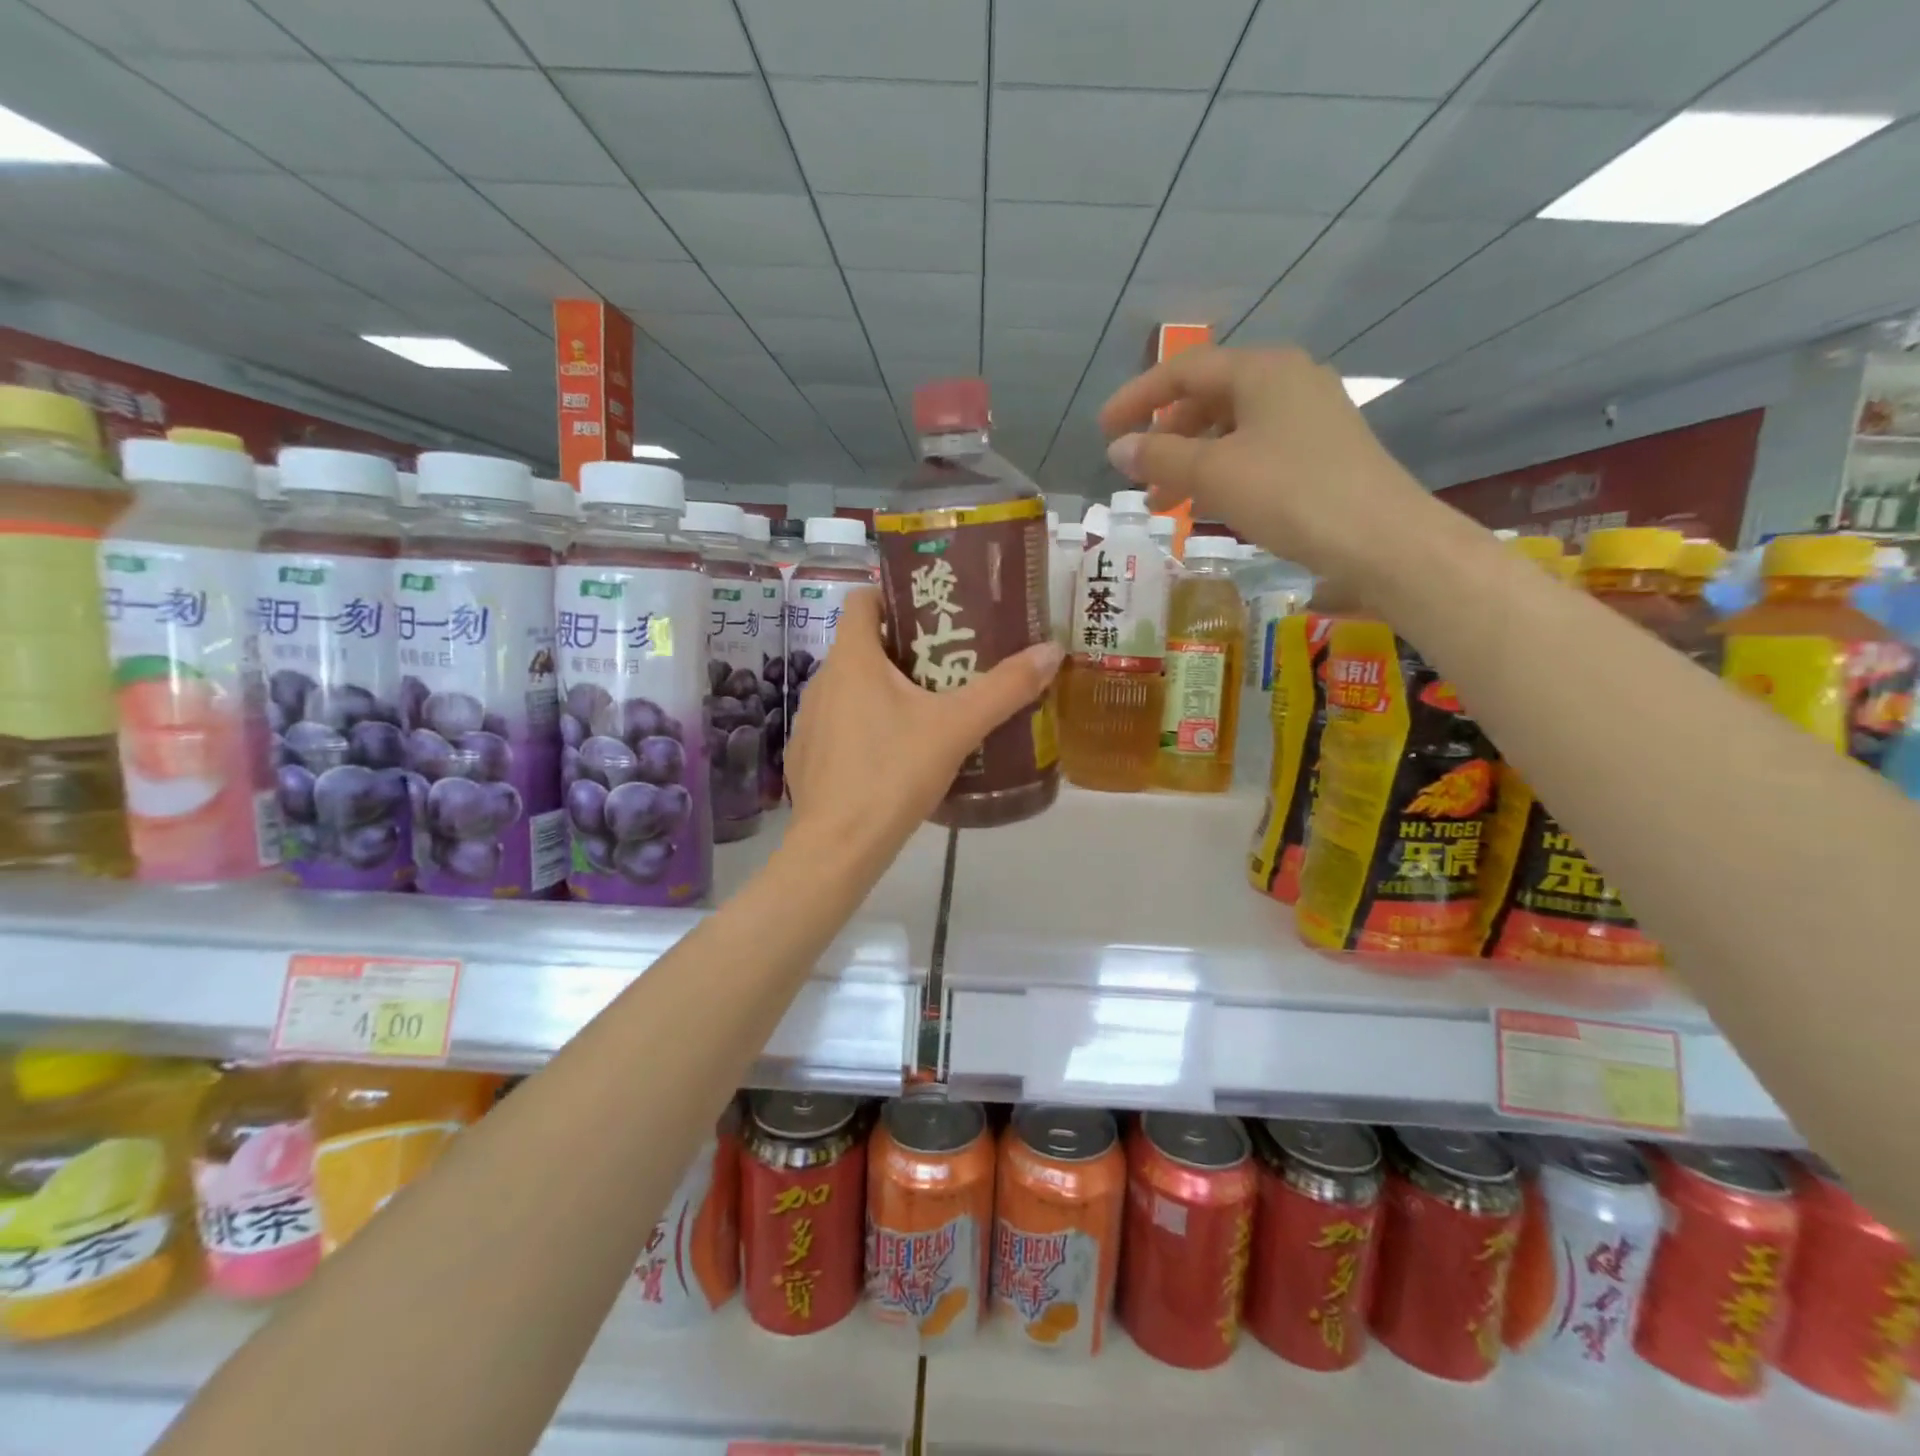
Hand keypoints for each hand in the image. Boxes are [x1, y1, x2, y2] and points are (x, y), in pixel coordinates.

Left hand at [783, 588, 1062, 866]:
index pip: (863, 600)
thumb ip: (1005, 688)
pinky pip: (839, 726)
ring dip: (883, 690)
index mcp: (852, 660)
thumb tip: (1052, 650)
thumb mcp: (957, 728)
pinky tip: (894, 755)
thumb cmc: (893, 773)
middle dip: (903, 649)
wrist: (839, 847)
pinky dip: (864, 727)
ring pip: (850, 689)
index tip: (931, 612)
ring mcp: (809, 721)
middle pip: (862, 646)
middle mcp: (822, 681)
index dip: (893, 596)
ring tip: (927, 709)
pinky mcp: (806, 758)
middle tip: (948, 663)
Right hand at [1098, 345, 1432, 586]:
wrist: (1379, 538)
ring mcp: (1309, 415)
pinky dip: (1221, 472)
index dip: (1137, 398)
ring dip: (1190, 460)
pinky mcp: (1321, 451)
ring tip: (1163, 501)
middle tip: (1137, 473)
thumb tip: (1117, 447)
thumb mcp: (1213, 474)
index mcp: (1261, 369)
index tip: (1103, 430)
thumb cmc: (1289, 494)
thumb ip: (1159, 457)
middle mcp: (1287, 380)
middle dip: (1165, 435)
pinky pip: (1254, 450)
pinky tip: (1207, 505)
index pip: (1184, 369)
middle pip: (1208, 397)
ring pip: (1231, 428)